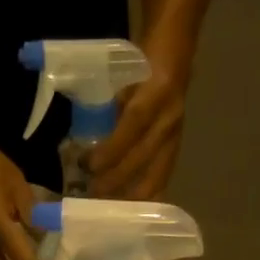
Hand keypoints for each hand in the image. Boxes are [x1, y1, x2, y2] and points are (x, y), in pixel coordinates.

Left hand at [85, 56, 187, 200]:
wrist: (176, 49)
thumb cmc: (141, 60)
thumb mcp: (120, 73)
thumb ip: (106, 105)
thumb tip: (81, 140)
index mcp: (157, 91)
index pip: (133, 124)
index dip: (111, 149)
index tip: (88, 165)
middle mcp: (170, 116)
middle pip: (143, 158)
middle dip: (116, 180)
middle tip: (91, 194)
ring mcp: (177, 134)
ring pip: (157, 175)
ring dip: (131, 196)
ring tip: (109, 208)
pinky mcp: (177, 147)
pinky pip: (162, 178)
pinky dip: (146, 196)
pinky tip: (131, 209)